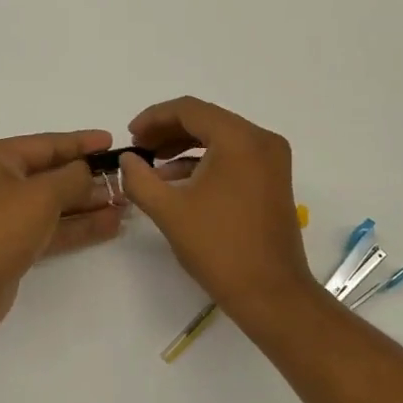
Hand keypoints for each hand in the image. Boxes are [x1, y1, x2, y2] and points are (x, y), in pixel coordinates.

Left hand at [0, 129, 123, 346]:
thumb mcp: (42, 194)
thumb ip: (72, 177)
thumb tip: (88, 171)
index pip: (47, 144)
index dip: (81, 143)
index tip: (113, 142)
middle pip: (52, 174)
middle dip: (89, 177)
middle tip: (127, 178)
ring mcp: (6, 217)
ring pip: (56, 204)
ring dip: (89, 203)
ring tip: (127, 203)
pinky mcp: (15, 246)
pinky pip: (53, 229)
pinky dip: (79, 227)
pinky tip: (111, 225)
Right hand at [119, 97, 316, 314]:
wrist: (270, 292)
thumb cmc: (219, 248)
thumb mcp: (169, 211)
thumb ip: (140, 179)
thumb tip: (127, 159)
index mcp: (239, 139)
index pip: (190, 110)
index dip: (154, 118)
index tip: (130, 136)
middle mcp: (262, 140)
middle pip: (207, 120)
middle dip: (168, 132)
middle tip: (138, 149)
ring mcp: (272, 160)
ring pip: (221, 138)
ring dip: (185, 147)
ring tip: (152, 166)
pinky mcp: (274, 180)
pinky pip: (234, 157)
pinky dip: (206, 162)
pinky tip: (178, 181)